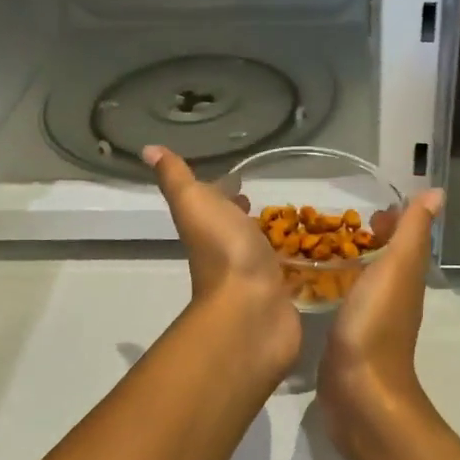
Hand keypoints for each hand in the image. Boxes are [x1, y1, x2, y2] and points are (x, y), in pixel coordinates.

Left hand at [144, 146, 300, 383]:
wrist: (251, 310)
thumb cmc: (224, 251)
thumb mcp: (194, 203)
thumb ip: (176, 178)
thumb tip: (148, 149)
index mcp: (209, 228)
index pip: (215, 205)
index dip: (225, 193)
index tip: (241, 182)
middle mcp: (229, 253)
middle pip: (238, 229)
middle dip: (250, 216)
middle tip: (271, 202)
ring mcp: (256, 278)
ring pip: (263, 252)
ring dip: (272, 240)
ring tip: (296, 225)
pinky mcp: (281, 297)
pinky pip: (287, 276)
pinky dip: (294, 266)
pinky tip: (310, 260)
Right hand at [317, 188, 444, 457]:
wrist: (359, 393)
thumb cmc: (376, 324)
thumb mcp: (397, 268)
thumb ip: (412, 231)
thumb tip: (436, 192)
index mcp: (405, 277)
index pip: (403, 239)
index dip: (392, 220)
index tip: (366, 208)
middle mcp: (391, 296)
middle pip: (383, 258)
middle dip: (365, 239)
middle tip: (331, 223)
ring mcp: (368, 319)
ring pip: (362, 280)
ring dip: (348, 262)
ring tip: (316, 246)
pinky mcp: (346, 338)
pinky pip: (343, 301)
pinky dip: (333, 286)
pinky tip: (309, 283)